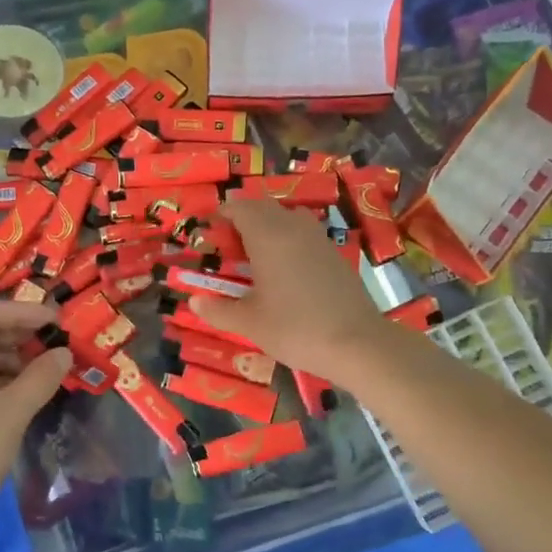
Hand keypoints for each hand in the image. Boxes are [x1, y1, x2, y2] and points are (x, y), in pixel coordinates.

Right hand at [189, 197, 390, 382]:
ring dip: (266, 227)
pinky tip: (283, 270)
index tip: (208, 235)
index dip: (220, 216)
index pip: (238, 208)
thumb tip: (194, 302)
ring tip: (254, 257)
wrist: (357, 343)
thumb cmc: (295, 329)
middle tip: (227, 248)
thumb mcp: (249, 323)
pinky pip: (303, 233)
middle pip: (262, 207)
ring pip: (286, 216)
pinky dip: (287, 240)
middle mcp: (292, 227)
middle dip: (241, 219)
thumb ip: (218, 309)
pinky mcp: (334, 253)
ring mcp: (318, 238)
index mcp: (267, 236)